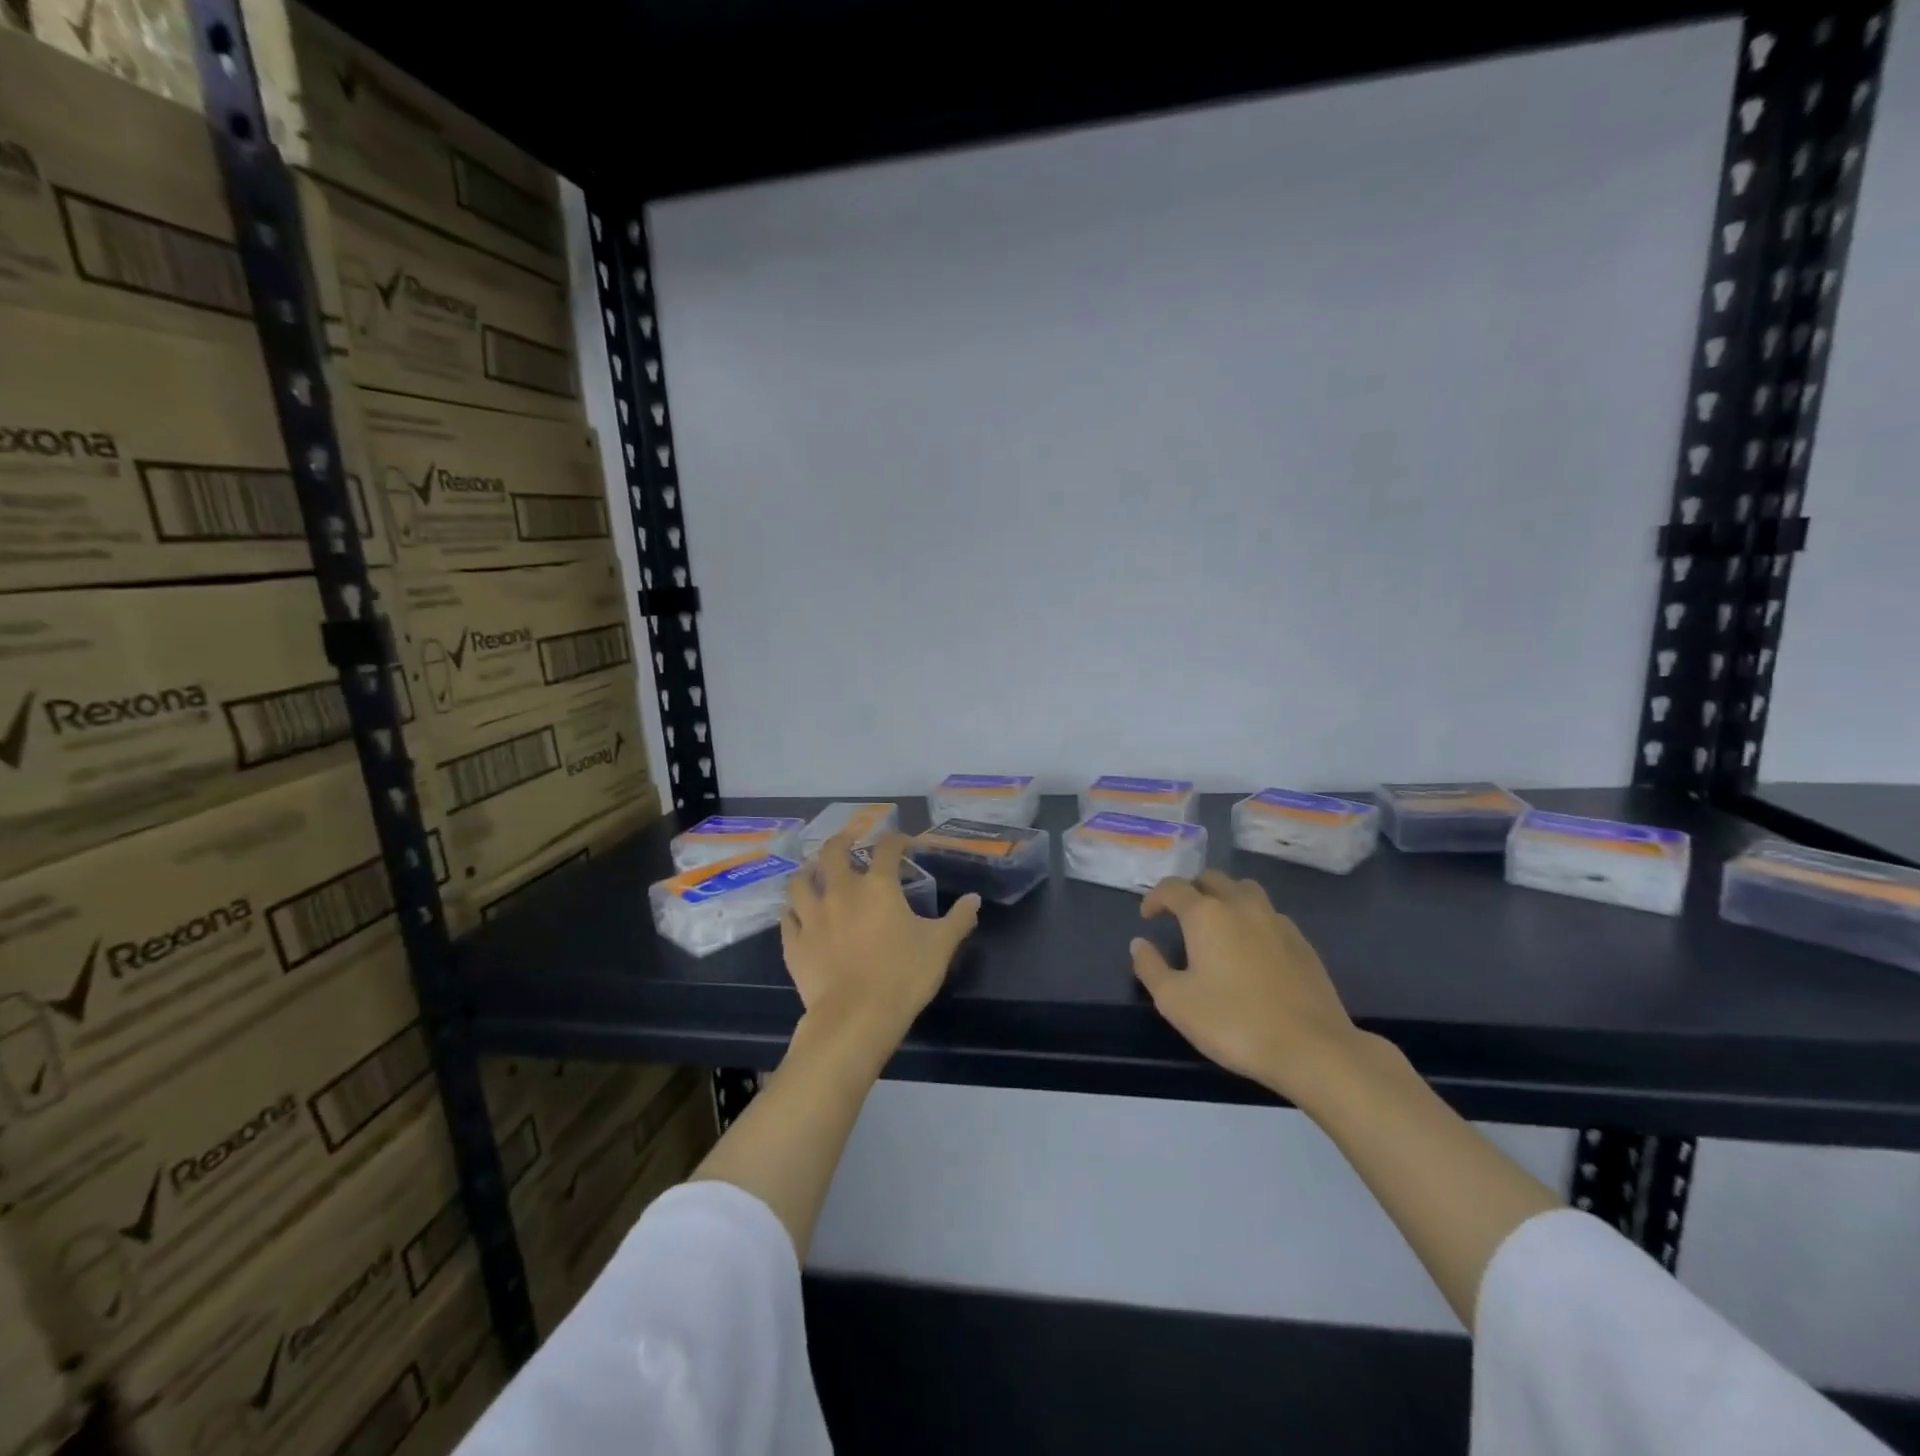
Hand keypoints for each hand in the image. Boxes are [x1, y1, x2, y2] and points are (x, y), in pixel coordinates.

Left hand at [782, 831, 980, 1048]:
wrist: (856, 1018)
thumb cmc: (903, 976)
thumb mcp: (941, 946)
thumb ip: (959, 919)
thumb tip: (974, 899)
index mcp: (877, 886)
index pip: (886, 848)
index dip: (896, 840)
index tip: (904, 844)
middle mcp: (840, 892)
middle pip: (832, 852)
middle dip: (841, 842)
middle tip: (848, 843)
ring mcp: (812, 916)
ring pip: (799, 881)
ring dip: (808, 873)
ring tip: (815, 873)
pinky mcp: (794, 943)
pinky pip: (787, 918)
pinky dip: (793, 911)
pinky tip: (799, 914)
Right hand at [1131, 870, 1362, 1098]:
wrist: (1311, 1048)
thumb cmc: (1233, 1022)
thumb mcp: (1175, 1001)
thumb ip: (1150, 967)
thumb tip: (1139, 943)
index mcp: (1206, 914)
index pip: (1173, 888)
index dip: (1155, 897)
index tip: (1147, 917)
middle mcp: (1241, 905)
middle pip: (1212, 878)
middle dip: (1191, 890)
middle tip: (1180, 916)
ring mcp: (1276, 920)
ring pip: (1245, 890)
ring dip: (1225, 897)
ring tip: (1217, 924)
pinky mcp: (1302, 942)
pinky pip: (1269, 915)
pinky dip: (1252, 919)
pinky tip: (1251, 949)